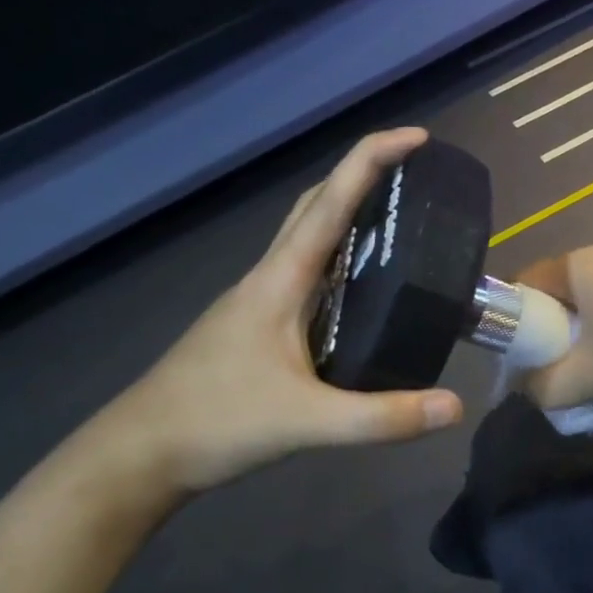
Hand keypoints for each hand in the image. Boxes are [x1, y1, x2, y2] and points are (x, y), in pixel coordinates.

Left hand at [112, 128, 464, 492]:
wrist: (139, 456)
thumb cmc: (215, 423)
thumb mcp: (307, 423)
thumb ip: (382, 417)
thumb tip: (453, 406)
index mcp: (280, 279)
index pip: (330, 201)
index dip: (373, 158)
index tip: (419, 137)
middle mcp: (270, 276)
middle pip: (316, 203)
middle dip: (363, 174)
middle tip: (414, 174)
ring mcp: (259, 299)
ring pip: (307, 235)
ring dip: (348, 211)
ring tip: (399, 221)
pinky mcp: (258, 323)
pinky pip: (307, 270)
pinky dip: (340, 256)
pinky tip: (363, 286)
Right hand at [512, 247, 592, 413]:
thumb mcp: (585, 380)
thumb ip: (541, 385)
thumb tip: (526, 386)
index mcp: (581, 263)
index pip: (526, 282)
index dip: (514, 320)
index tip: (519, 358)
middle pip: (561, 294)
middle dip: (553, 334)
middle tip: (556, 372)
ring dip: (587, 339)